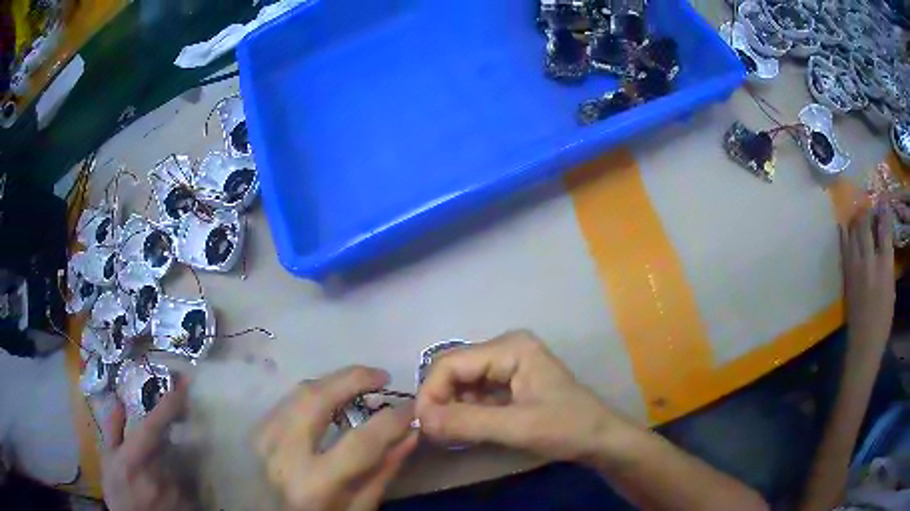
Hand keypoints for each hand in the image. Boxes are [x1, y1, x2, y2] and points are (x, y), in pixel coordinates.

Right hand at [102, 376, 190, 510]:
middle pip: (172, 445)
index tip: (186, 383)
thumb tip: (118, 400)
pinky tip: (167, 493)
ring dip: (173, 466)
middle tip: (153, 457)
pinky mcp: (192, 505)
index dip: (171, 403)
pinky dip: (181, 484)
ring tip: (156, 481)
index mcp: (135, 457)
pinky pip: (190, 486)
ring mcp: (178, 491)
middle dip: (167, 444)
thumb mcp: (109, 461)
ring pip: (182, 466)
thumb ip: (113, 430)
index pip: (155, 425)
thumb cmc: (119, 493)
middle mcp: (160, 472)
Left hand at [255, 366, 417, 510]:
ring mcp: (262, 438)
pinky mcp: (255, 431)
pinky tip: (330, 399)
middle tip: (382, 376)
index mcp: (314, 484)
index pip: (361, 442)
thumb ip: (382, 473)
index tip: (412, 407)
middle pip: (318, 399)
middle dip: (354, 378)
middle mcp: (283, 454)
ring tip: (359, 383)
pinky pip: (288, 401)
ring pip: (300, 392)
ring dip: (334, 381)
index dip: (392, 420)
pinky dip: (314, 393)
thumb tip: (408, 434)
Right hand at [416, 330, 619, 461]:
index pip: (451, 363)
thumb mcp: (518, 427)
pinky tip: (465, 429)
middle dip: (439, 401)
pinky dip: (465, 411)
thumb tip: (420, 421)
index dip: (431, 393)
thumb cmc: (567, 428)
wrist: (600, 439)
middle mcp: (505, 348)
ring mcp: (507, 365)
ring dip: (451, 407)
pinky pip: (474, 393)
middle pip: (454, 370)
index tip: (424, 427)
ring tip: (449, 434)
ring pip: (461, 383)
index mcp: (510, 348)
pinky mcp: (509, 383)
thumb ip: (467, 423)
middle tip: (434, 433)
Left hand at [841, 208, 894, 356]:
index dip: (884, 211)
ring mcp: (856, 269)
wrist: (864, 346)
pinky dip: (844, 235)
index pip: (885, 230)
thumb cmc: (883, 322)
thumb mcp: (891, 289)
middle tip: (869, 205)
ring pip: (853, 233)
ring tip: (858, 214)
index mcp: (885, 267)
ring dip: (856, 220)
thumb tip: (884, 243)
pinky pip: (844, 249)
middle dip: (867, 211)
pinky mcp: (846, 277)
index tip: (883, 199)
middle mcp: (870, 262)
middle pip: (866, 226)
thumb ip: (888, 263)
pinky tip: (843, 226)